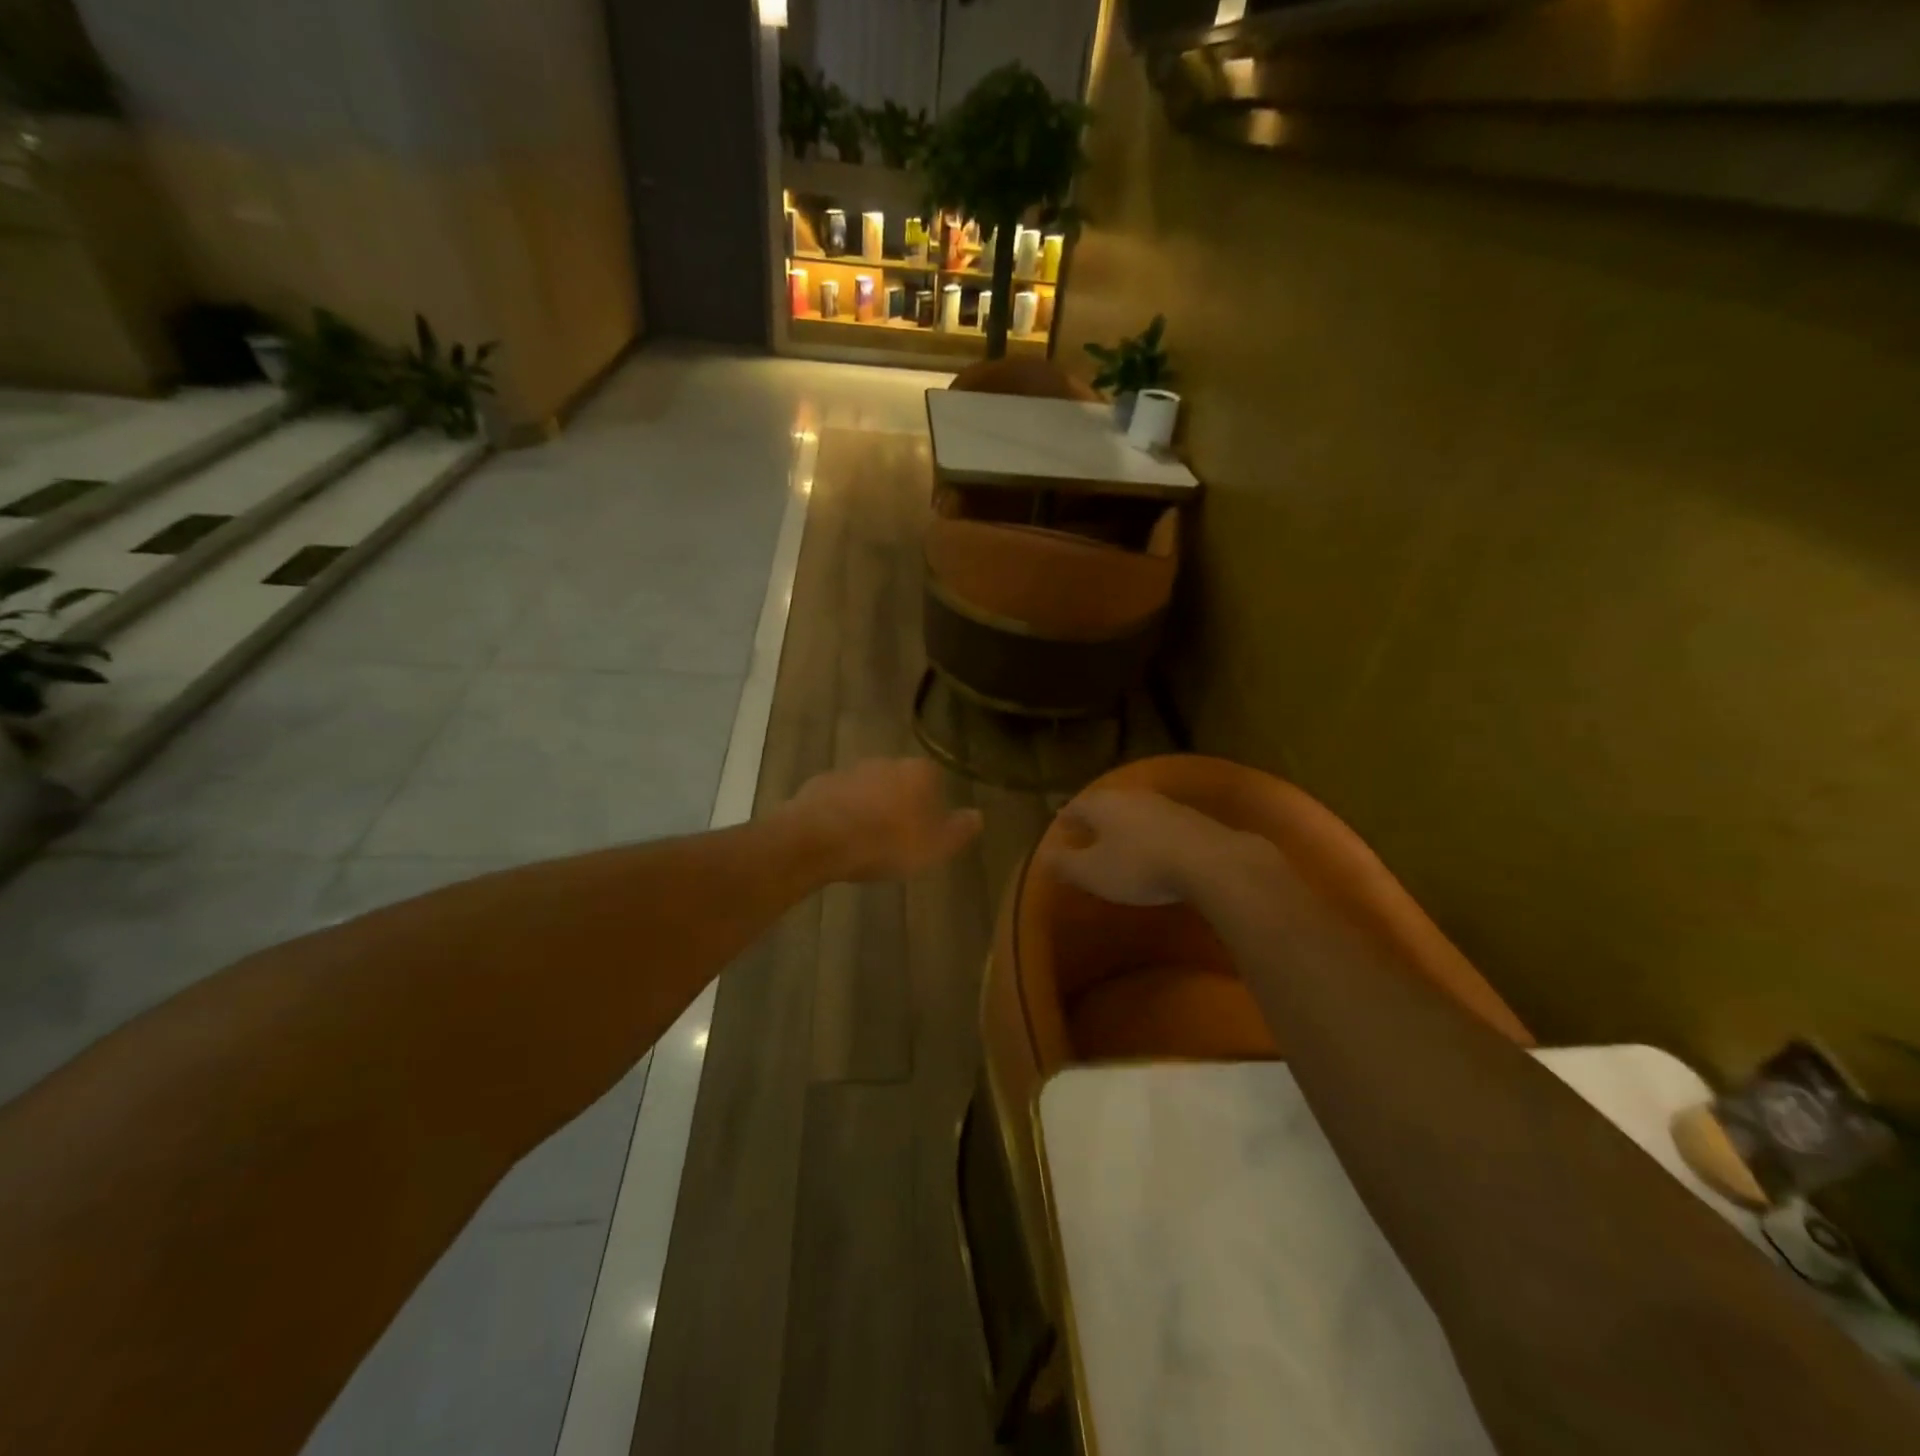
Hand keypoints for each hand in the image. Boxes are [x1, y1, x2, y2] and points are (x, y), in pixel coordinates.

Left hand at [784, 758, 982, 881]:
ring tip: (867, 840)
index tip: (926, 828)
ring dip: (870, 807)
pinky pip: (840, 798)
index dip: (932, 804)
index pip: (934, 780)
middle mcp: (886, 762)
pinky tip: (840, 837)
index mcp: (918, 772)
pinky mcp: (820, 784)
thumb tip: (978, 815)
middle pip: (900, 781)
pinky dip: (842, 812)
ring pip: (869, 788)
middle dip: (900, 802)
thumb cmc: (887, 842)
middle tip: (897, 835)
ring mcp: (850, 770)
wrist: (820, 839)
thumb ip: (959, 829)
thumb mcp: (935, 846)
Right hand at [1042, 789, 1270, 906]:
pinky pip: (1159, 822)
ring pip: (1134, 810)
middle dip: (1095, 816)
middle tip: (1086, 827)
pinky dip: (1148, 832)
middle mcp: (1131, 797)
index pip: (1077, 805)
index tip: (1060, 823)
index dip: (1067, 816)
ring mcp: (1164, 804)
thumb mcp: (1092, 872)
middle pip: (1106, 803)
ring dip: (1123, 822)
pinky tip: (1152, 846)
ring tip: (1117, 837)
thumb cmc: (1139, 867)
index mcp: (1103, 805)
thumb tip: (1044, 855)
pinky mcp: (1191, 819)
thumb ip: (1066, 863)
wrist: (1208, 861)